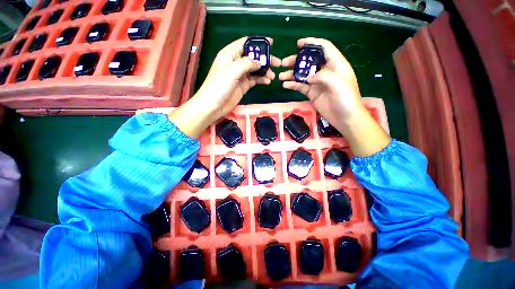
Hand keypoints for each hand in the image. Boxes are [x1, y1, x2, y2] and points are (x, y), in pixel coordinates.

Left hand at [169, 37, 280, 137]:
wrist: (214, 105)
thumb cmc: (219, 85)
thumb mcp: (232, 70)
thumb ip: (247, 63)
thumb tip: (259, 62)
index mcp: (230, 54)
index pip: (245, 43)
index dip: (258, 42)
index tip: (271, 43)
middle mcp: (236, 63)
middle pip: (253, 57)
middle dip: (265, 59)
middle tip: (277, 63)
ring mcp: (240, 75)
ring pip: (255, 70)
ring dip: (265, 71)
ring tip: (273, 76)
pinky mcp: (243, 86)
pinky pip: (254, 80)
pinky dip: (261, 80)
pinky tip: (267, 81)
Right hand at [280, 37, 364, 131]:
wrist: (345, 118)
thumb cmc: (346, 99)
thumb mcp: (338, 82)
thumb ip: (322, 75)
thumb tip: (308, 77)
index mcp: (336, 64)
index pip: (324, 48)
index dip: (312, 43)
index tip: (298, 44)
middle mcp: (326, 72)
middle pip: (310, 62)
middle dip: (297, 61)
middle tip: (284, 63)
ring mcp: (318, 84)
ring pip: (303, 75)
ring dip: (292, 75)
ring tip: (281, 76)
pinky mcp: (313, 94)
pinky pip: (301, 87)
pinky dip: (293, 86)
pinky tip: (286, 85)